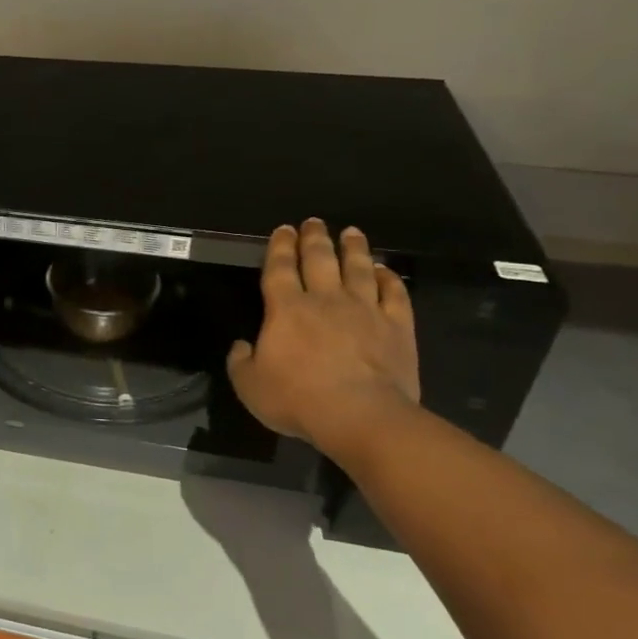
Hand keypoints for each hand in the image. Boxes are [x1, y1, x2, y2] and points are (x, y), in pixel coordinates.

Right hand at [227, 220, 419, 457]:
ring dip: (354, 248)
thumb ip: (240, 362)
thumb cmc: (297, 399)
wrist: (360, 416)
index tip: (283, 230)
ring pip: (359, 268)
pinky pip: (394, 293)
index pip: (280, 268)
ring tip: (351, 233)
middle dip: (315, 238)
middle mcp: (325, 299)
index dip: (280, 246)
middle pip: (320, 259)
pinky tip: (384, 270)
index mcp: (286, 309)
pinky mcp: (397, 326)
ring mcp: (365, 310)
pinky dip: (389, 278)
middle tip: (314, 222)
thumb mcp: (249, 386)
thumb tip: (242, 346)